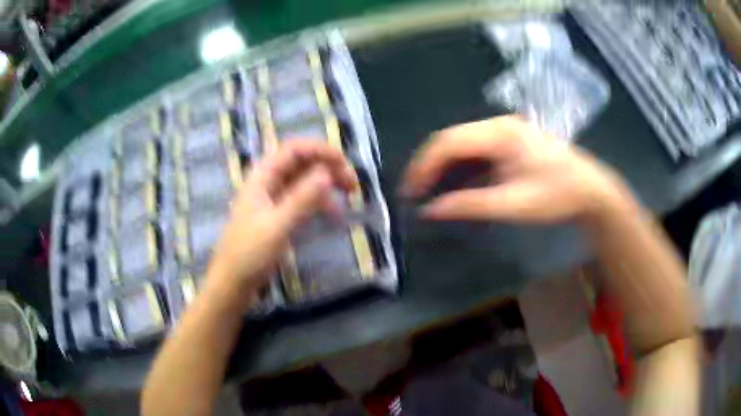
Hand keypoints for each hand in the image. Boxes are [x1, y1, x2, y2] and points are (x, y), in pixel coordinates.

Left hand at [205, 140, 357, 306]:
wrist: (232, 283)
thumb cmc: (249, 254)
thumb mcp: (277, 226)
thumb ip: (302, 198)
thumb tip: (327, 173)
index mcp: (262, 177)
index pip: (294, 149)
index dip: (321, 150)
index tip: (345, 164)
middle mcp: (267, 182)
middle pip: (301, 163)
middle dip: (328, 167)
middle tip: (352, 184)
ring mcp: (272, 199)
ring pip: (303, 181)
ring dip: (326, 184)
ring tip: (349, 195)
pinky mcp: (277, 216)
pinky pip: (301, 200)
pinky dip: (318, 202)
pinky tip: (333, 213)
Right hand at [401, 116, 631, 222]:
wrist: (590, 190)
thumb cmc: (557, 196)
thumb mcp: (514, 204)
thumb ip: (470, 205)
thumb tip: (431, 210)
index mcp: (500, 134)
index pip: (449, 142)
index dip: (423, 166)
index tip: (410, 192)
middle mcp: (498, 125)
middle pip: (451, 139)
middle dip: (429, 165)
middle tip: (414, 193)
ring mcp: (504, 131)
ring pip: (461, 143)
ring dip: (443, 166)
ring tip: (428, 190)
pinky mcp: (509, 141)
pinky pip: (475, 150)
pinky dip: (460, 167)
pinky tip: (454, 184)